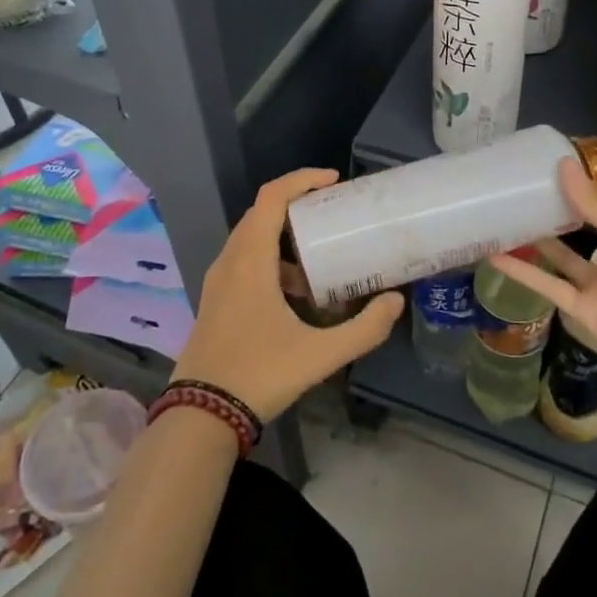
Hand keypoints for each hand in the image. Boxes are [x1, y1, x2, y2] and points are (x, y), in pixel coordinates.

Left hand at [173, 168, 404, 420]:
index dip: (302, 181)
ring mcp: (218, 282)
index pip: (271, 198)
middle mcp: (230, 261)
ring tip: (320, 257)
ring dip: (284, 238)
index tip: (333, 182)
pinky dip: (271, 261)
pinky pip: (245, 262)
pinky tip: (296, 294)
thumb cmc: (259, 374)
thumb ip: (364, 328)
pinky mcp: (216, 301)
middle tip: (332, 214)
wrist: (201, 415)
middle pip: (261, 214)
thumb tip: (396, 301)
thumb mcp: (320, 354)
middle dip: (297, 206)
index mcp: (250, 260)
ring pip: (251, 240)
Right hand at [490, 159, 596, 415]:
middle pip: (584, 219)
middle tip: (518, 179)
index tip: (549, 154)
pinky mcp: (586, 310)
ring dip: (536, 234)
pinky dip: (524, 272)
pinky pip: (550, 285)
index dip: (585, 173)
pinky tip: (495, 256)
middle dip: (556, 200)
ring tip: (502, 212)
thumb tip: (563, 165)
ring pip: (562, 251)